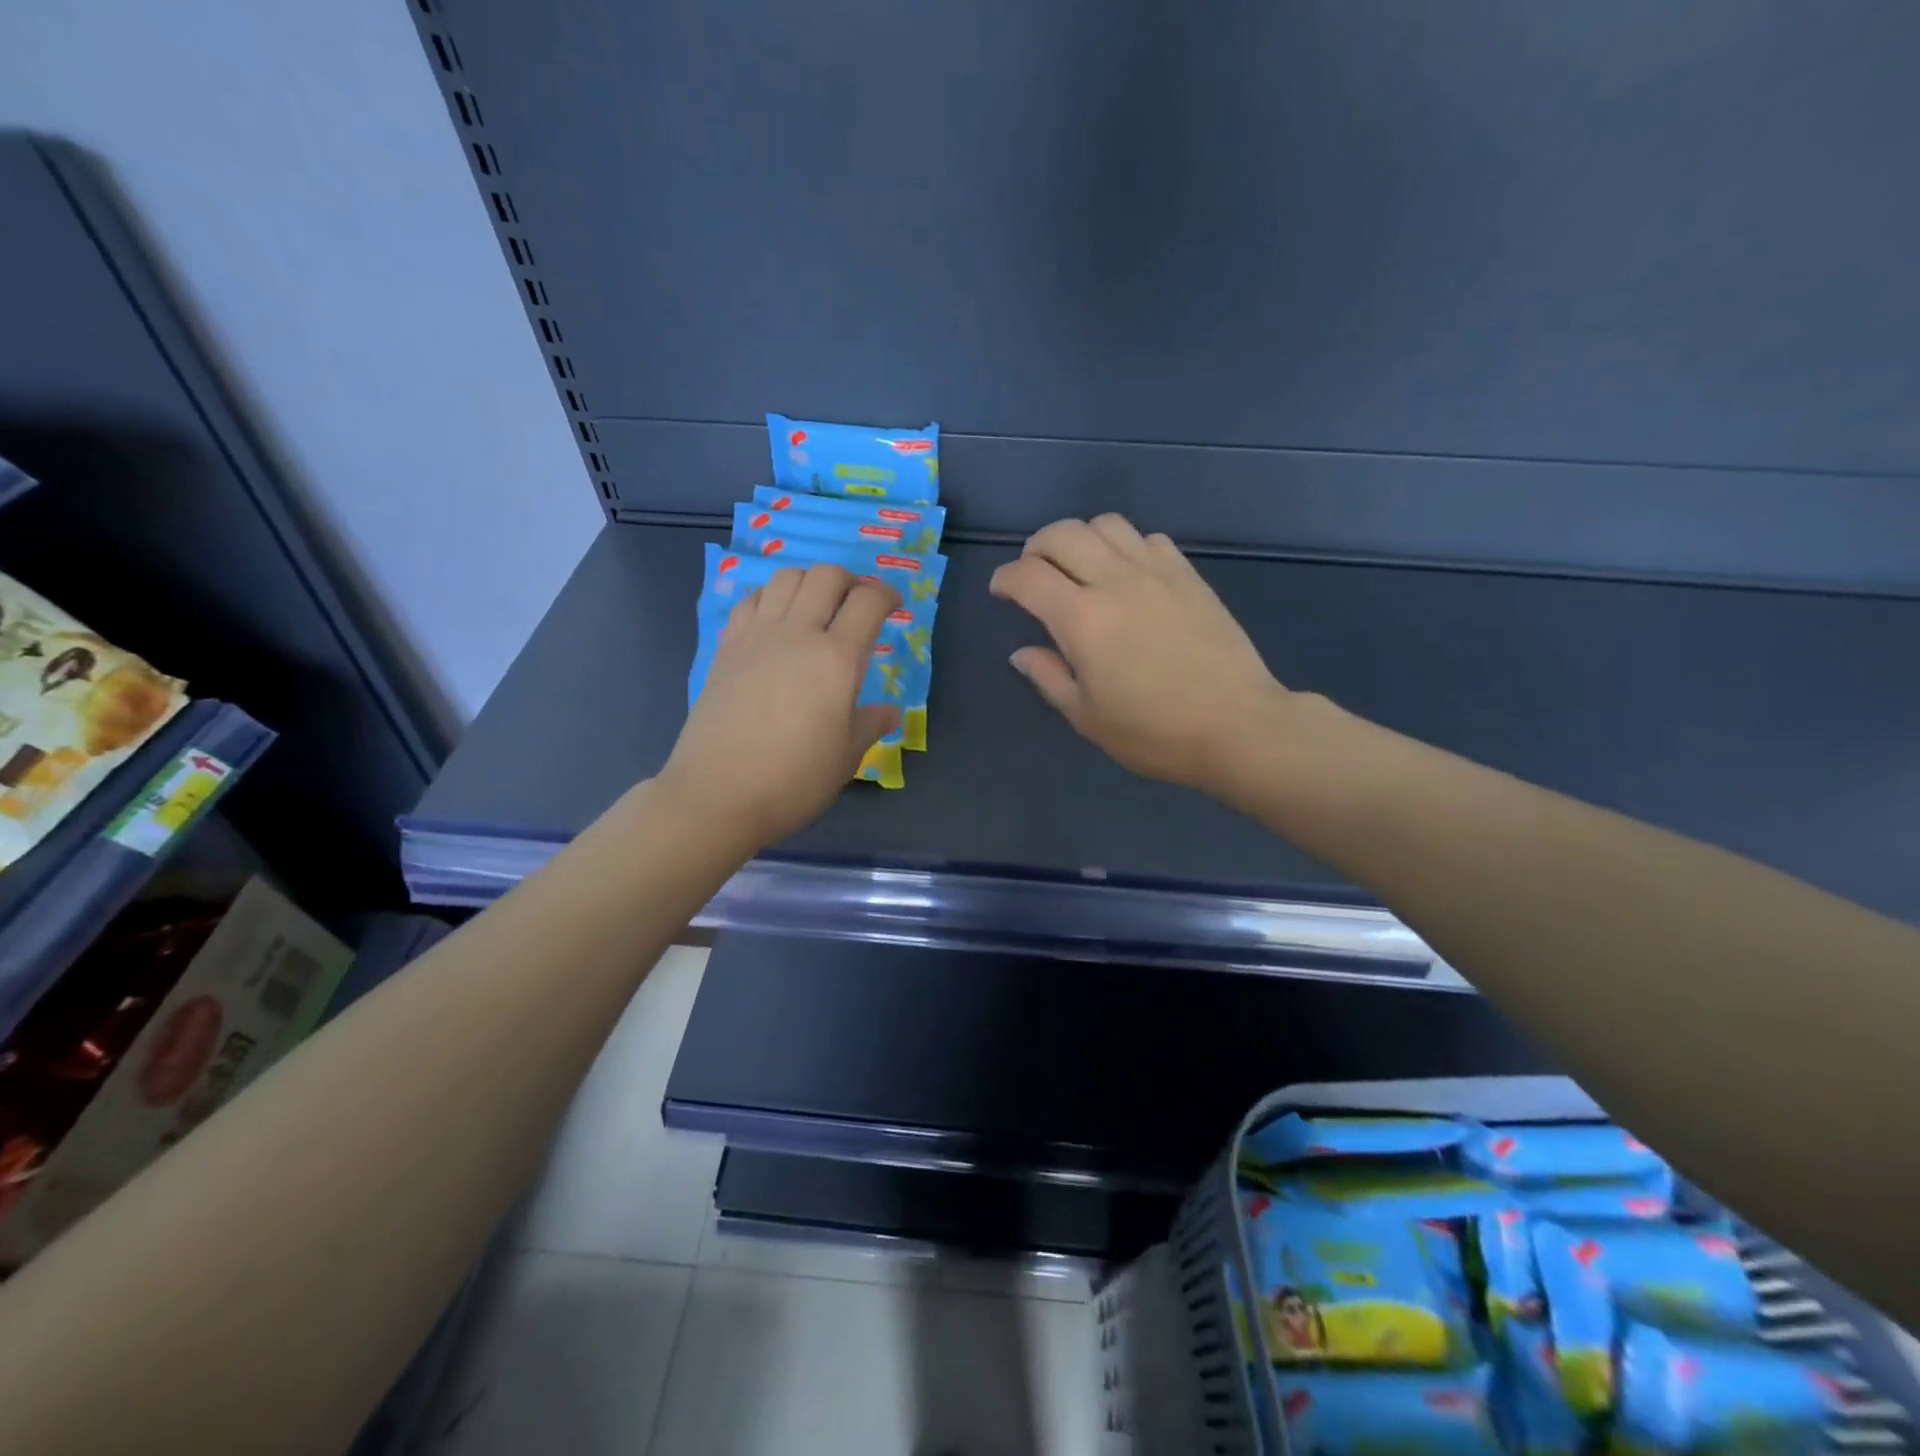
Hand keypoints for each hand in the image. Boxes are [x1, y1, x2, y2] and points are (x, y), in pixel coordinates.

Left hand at [660, 564, 901, 846]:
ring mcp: (757, 637)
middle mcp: (798, 634)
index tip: (894, 607)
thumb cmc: (793, 780)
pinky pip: (751, 600)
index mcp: (837, 659)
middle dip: (850, 581)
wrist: (717, 794)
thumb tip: (890, 711)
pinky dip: (770, 597)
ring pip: (786, 577)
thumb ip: (870, 724)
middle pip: (826, 576)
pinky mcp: (727, 648)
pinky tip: (776, 622)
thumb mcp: (846, 757)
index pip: (869, 602)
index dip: (888, 595)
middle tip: (857, 605)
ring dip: (809, 582)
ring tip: (817, 608)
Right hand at [990, 514, 1297, 797]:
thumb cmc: (1154, 732)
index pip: (1027, 576)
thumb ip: (1049, 677)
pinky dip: (1125, 546)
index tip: (1001, 593)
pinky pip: (1147, 538)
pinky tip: (1127, 575)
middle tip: (1034, 575)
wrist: (1237, 725)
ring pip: (1106, 524)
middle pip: (1062, 534)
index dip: (1005, 579)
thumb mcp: (1087, 717)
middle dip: (1035, 548)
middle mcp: (1115, 582)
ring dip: (1081, 538)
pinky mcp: (1188, 575)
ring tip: (1080, 568)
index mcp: (1082, 620)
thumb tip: (1022, 652)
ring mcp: (1156, 572)